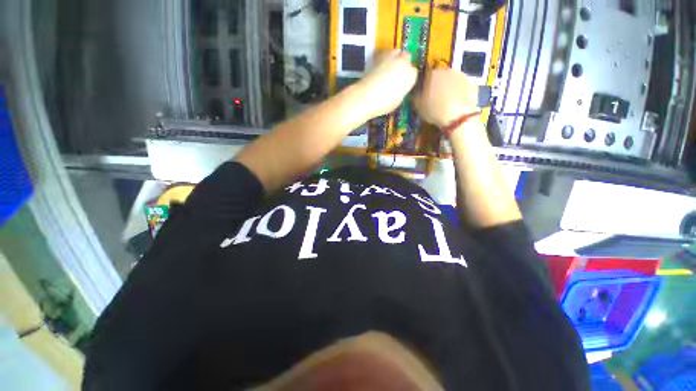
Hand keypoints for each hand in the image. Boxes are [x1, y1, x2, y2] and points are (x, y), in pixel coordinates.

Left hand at [353, 50, 417, 118]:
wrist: (366, 97)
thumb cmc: (383, 103)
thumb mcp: (398, 101)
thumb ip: (402, 90)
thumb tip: (400, 87)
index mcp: (411, 75)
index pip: (414, 73)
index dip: (408, 78)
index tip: (403, 83)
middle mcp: (404, 62)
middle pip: (407, 58)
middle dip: (403, 64)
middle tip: (396, 75)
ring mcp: (391, 57)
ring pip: (397, 52)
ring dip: (395, 58)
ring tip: (389, 68)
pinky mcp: (379, 55)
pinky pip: (386, 53)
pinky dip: (385, 58)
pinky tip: (381, 67)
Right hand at [414, 68, 479, 127]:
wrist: (457, 115)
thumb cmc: (434, 110)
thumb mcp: (418, 106)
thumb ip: (416, 97)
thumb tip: (417, 93)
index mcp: (432, 74)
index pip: (426, 76)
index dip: (425, 85)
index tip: (424, 94)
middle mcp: (447, 71)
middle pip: (441, 77)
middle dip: (438, 85)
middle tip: (436, 99)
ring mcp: (461, 75)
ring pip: (453, 81)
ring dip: (450, 88)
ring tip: (447, 102)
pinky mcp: (472, 83)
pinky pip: (463, 87)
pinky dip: (460, 93)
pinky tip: (457, 104)